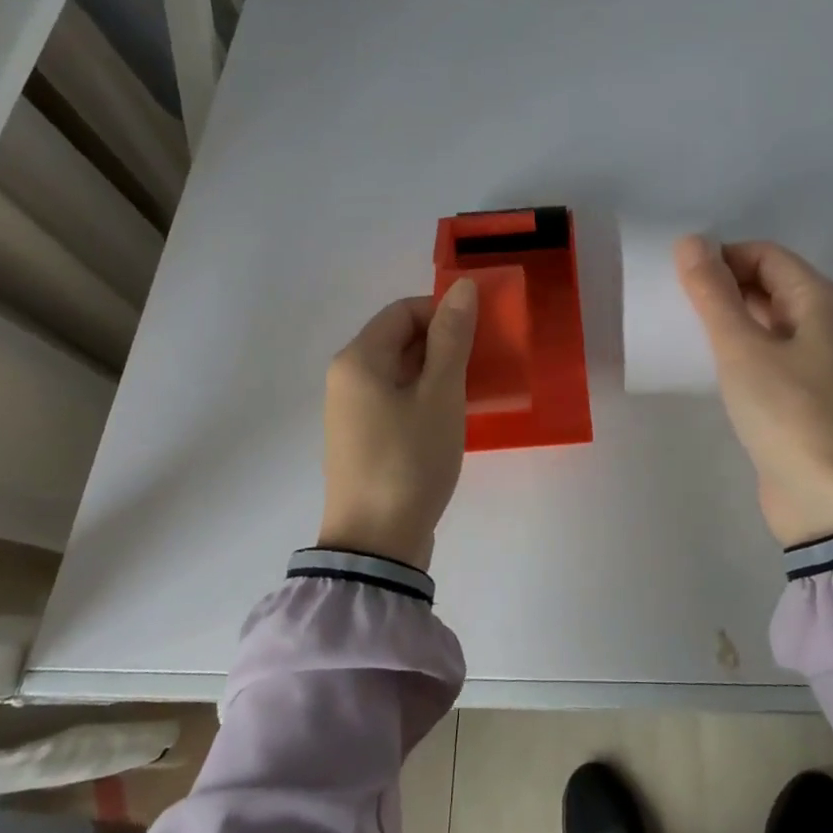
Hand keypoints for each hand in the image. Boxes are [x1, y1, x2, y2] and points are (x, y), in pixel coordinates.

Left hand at [319, 279, 477, 569]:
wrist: (376, 545)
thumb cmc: (410, 460)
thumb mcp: (440, 394)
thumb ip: (452, 338)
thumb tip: (462, 287)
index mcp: (359, 359)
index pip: (404, 310)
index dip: (444, 311)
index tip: (481, 333)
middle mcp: (347, 377)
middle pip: (399, 338)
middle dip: (444, 342)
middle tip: (484, 361)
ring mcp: (352, 410)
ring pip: (401, 370)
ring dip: (438, 370)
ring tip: (475, 388)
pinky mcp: (363, 437)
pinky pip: (396, 398)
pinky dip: (425, 396)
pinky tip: (452, 415)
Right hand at [676, 237, 832, 546]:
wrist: (831, 499)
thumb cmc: (789, 411)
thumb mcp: (742, 347)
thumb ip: (713, 293)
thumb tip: (690, 241)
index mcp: (819, 299)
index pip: (765, 254)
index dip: (722, 257)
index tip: (680, 278)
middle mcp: (823, 321)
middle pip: (767, 283)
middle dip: (722, 285)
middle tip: (675, 302)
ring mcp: (815, 359)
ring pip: (764, 319)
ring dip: (727, 317)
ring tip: (684, 328)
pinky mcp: (802, 392)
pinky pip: (765, 352)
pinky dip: (737, 348)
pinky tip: (708, 362)